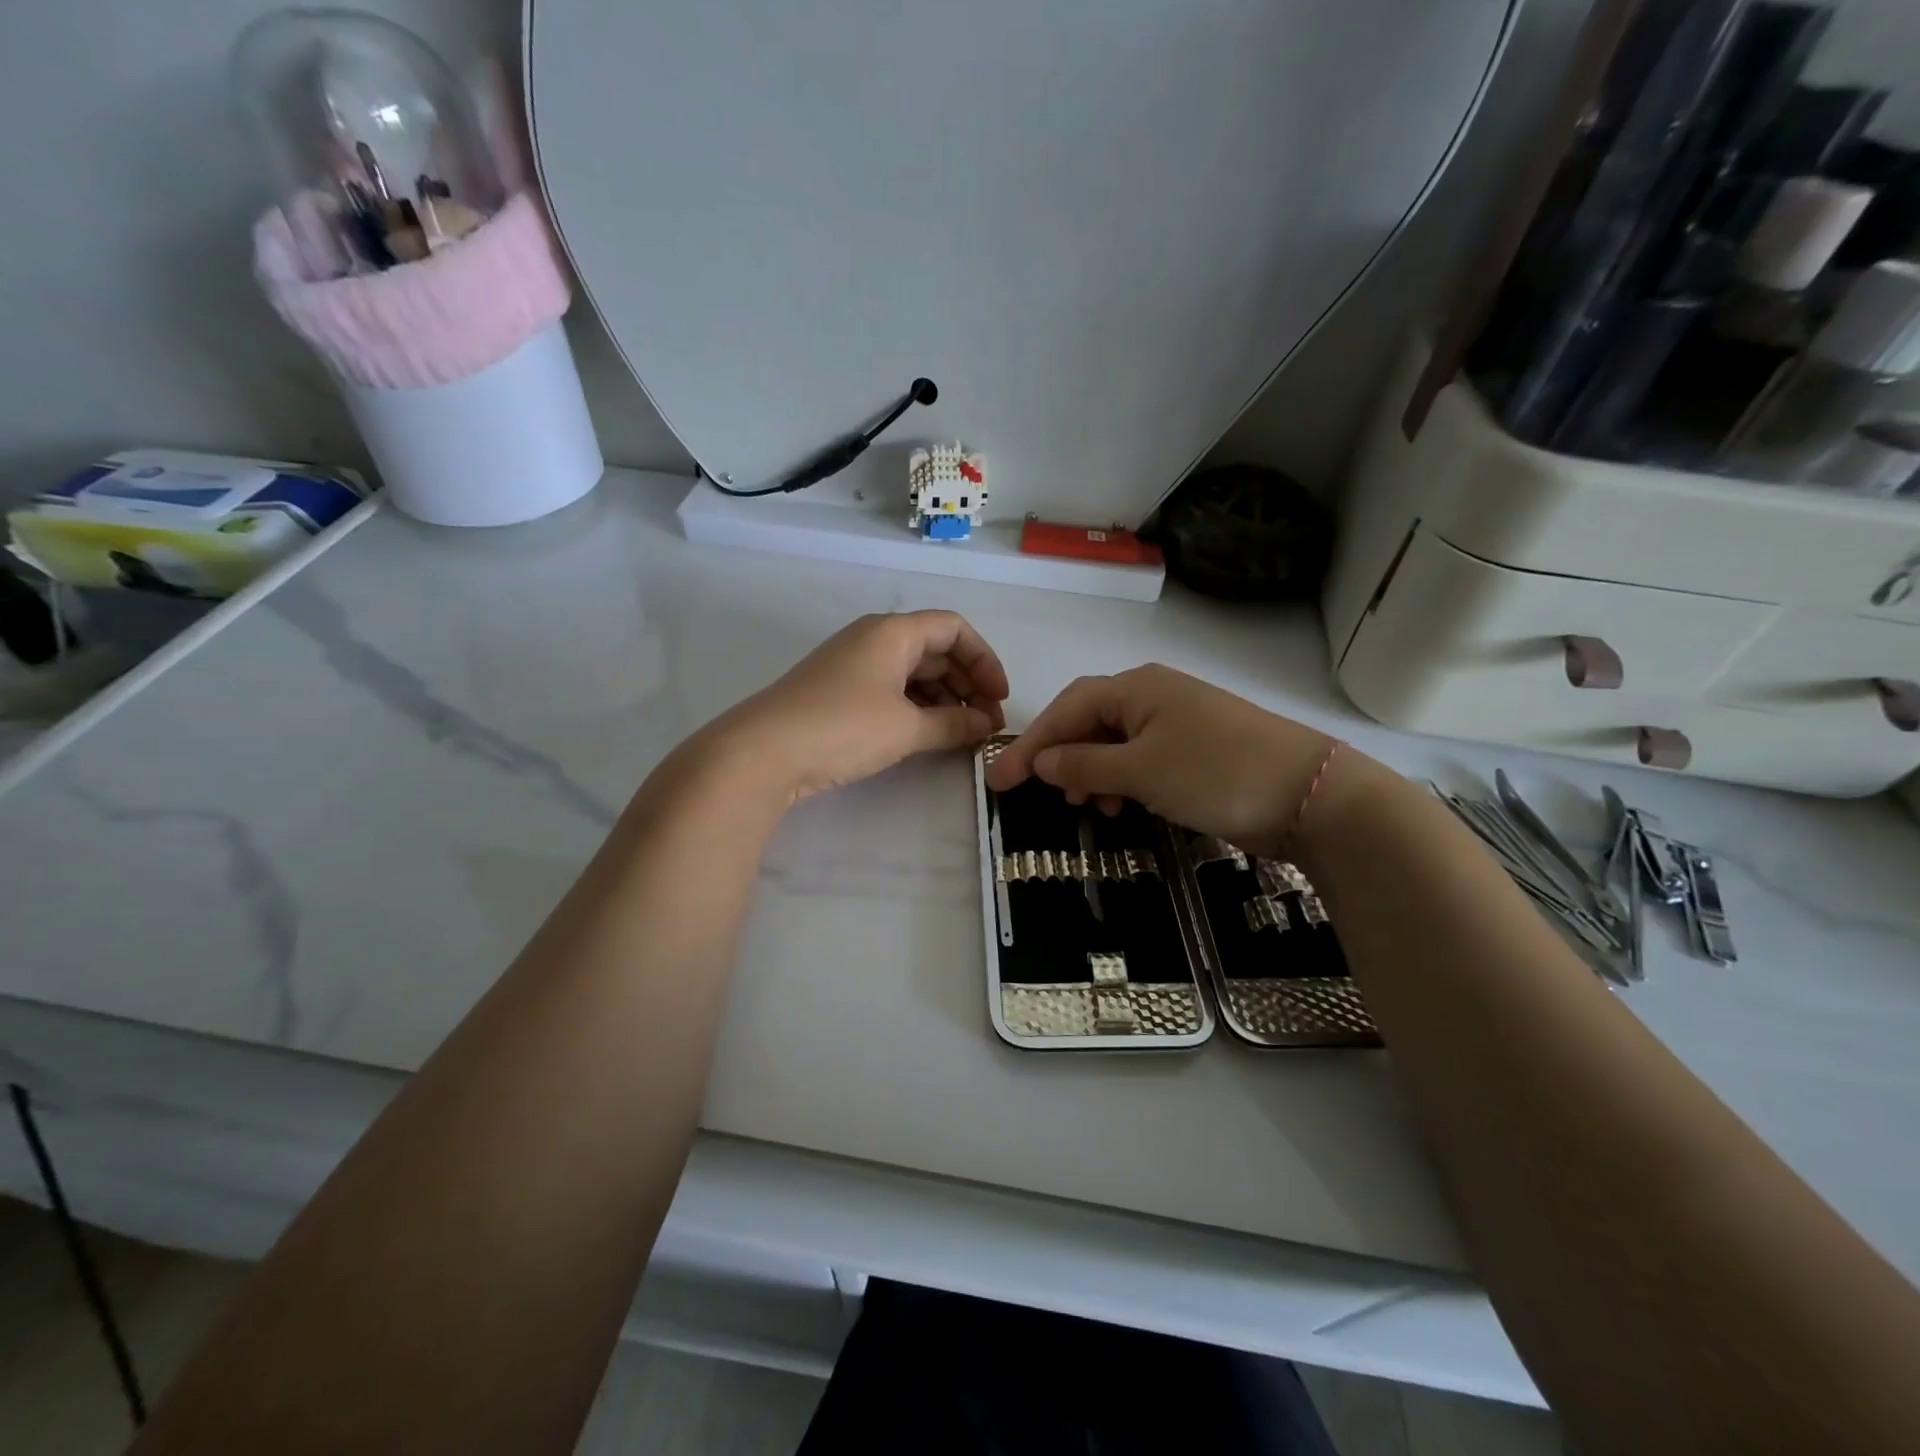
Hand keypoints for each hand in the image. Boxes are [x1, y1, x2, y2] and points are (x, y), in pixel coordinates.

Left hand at [708, 611, 1008, 803]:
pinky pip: (891, 691)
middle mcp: (874, 639)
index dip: (985, 660)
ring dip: (944, 700)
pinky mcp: (838, 692)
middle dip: (968, 684)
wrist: (762, 752)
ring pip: (914, 673)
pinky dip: (916, 709)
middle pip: (936, 650)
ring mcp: (853, 665)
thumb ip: (954, 725)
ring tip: (962, 735)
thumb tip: (987, 726)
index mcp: (893, 632)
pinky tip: (928, 736)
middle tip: (987, 724)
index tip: (999, 698)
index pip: (954, 628)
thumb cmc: (843, 728)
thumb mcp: (907, 728)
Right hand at [984, 664, 1340, 855]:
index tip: (1000, 779)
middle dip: (1060, 756)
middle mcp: (1154, 697)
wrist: (1310, 794)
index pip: (1068, 709)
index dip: (1031, 743)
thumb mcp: (1141, 770)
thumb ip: (1085, 765)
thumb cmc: (1216, 772)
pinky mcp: (1196, 751)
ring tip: (1083, 806)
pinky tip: (1119, 805)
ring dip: (1090, 772)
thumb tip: (1042, 762)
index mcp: (1137, 688)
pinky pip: (1141, 760)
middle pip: (1088, 722)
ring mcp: (1178, 723)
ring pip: (1114, 743)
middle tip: (1035, 793)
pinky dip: (1121, 781)